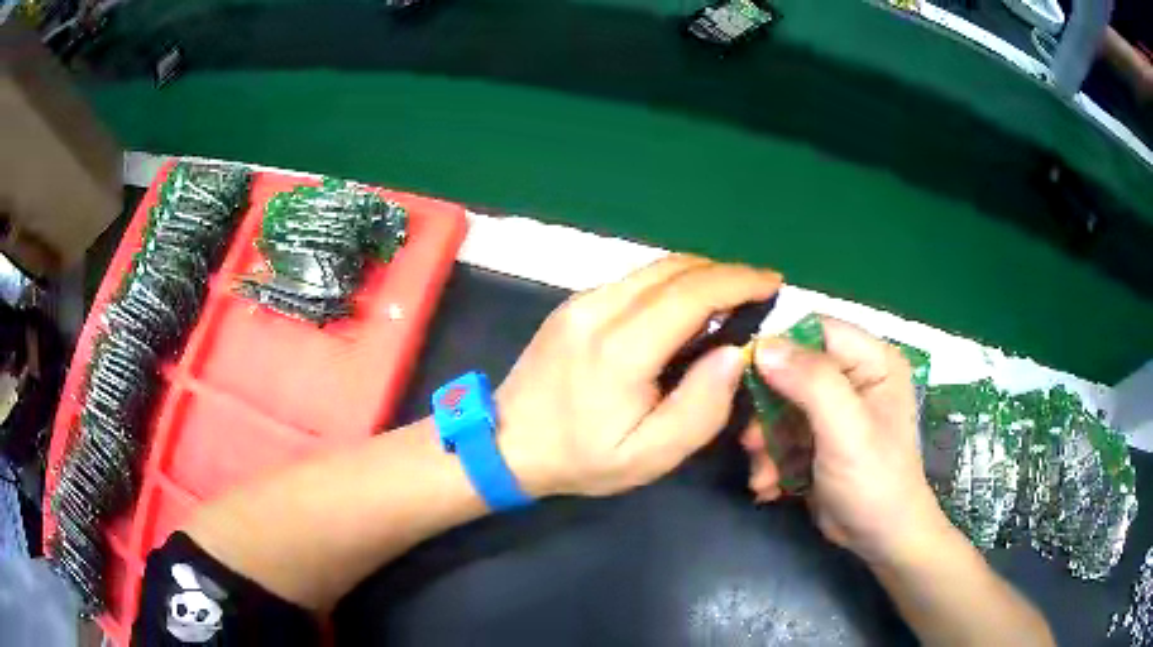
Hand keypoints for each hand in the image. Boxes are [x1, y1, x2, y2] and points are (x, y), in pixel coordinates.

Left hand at [495, 256, 781, 497]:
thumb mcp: (650, 455)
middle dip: (724, 272)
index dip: (739, 281)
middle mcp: (599, 310)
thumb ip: (701, 406)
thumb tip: (735, 352)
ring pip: (653, 269)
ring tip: (729, 297)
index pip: (691, 294)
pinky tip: (685, 308)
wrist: (506, 443)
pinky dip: (670, 284)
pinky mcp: (573, 304)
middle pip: (674, 270)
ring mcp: (581, 301)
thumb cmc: (581, 458)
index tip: (773, 283)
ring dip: (699, 275)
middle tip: (757, 291)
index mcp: (621, 349)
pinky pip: (633, 281)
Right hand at [740, 318, 950, 565]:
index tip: (746, 378)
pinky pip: (783, 433)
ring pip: (781, 405)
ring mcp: (835, 409)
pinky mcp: (819, 437)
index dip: (779, 348)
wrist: (880, 539)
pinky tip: (770, 485)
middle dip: (767, 410)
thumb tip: (762, 347)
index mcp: (873, 360)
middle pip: (793, 370)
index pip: (816, 330)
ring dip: (766, 442)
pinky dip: (772, 459)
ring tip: (762, 474)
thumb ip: (811, 383)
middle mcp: (854, 377)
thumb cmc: (874, 480)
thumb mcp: (847, 429)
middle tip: (751, 442)